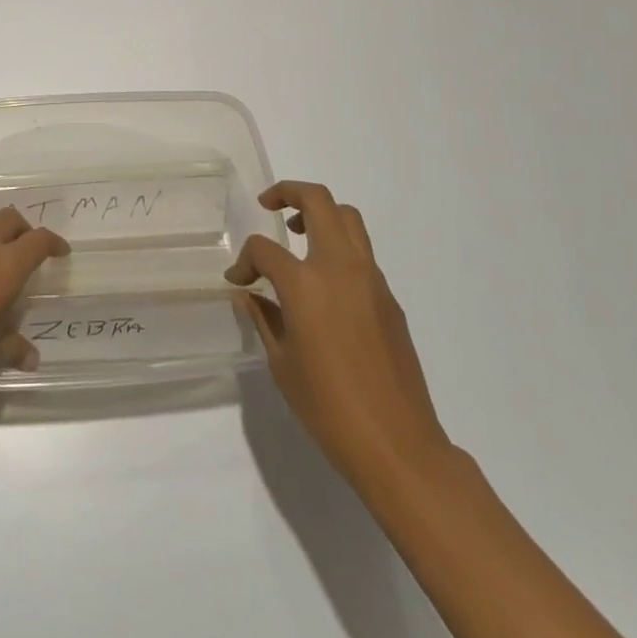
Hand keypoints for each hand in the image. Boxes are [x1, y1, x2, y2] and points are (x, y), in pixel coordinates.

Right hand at [226, 181, 448, 484]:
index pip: (265, 249)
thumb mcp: (282, 364)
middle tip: (269, 205)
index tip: (238, 281)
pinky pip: (362, 252)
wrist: (397, 445)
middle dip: (289, 192)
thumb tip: (248, 294)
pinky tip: (325, 283)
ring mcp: (370, 279)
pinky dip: (339, 247)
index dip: (244, 261)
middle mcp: (340, 268)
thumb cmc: (329, 409)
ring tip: (297, 233)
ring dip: (320, 213)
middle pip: (318, 201)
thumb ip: (264, 318)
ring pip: (348, 218)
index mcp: (306, 284)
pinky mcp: (389, 297)